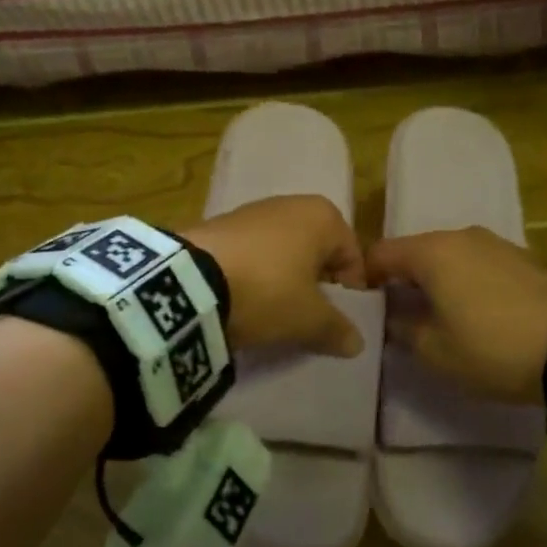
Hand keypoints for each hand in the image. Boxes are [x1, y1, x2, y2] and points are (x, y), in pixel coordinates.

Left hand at [184, 195, 366, 356]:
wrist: (190, 280)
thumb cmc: (267, 291)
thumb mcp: (308, 319)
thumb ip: (338, 329)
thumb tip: (357, 343)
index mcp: (323, 216)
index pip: (352, 256)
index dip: (350, 291)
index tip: (337, 320)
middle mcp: (291, 204)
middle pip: (317, 251)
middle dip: (316, 283)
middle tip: (307, 316)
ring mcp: (252, 211)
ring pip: (283, 251)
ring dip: (284, 278)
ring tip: (273, 311)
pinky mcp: (220, 224)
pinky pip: (252, 252)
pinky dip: (255, 273)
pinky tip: (244, 298)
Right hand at [366, 227, 546, 402]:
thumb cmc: (492, 348)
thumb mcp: (435, 352)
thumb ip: (403, 330)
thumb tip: (394, 318)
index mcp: (431, 252)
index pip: (380, 253)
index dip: (365, 279)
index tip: (366, 308)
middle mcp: (460, 236)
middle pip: (415, 251)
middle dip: (403, 279)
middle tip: (401, 314)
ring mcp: (495, 242)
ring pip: (449, 256)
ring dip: (437, 279)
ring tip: (441, 314)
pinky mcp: (523, 256)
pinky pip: (478, 263)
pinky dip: (467, 280)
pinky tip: (478, 310)